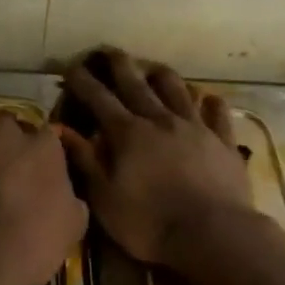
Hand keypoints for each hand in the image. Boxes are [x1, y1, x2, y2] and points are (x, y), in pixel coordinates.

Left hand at [0, 97, 87, 284]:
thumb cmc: (26, 247)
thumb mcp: (71, 229)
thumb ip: (70, 199)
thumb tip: (64, 192)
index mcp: (46, 148)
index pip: (49, 140)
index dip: (42, 158)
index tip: (36, 176)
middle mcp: (10, 131)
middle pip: (13, 128)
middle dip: (11, 146)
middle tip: (5, 173)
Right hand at [56, 49, 256, 268]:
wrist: (212, 234)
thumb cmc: (149, 222)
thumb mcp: (104, 198)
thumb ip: (84, 160)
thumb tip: (61, 130)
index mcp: (128, 133)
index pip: (99, 98)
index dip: (83, 81)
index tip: (71, 66)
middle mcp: (160, 120)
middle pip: (136, 83)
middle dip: (119, 65)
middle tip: (109, 51)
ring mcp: (195, 127)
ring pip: (177, 89)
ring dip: (162, 75)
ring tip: (153, 68)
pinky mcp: (223, 142)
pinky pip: (217, 114)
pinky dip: (211, 102)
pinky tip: (208, 97)